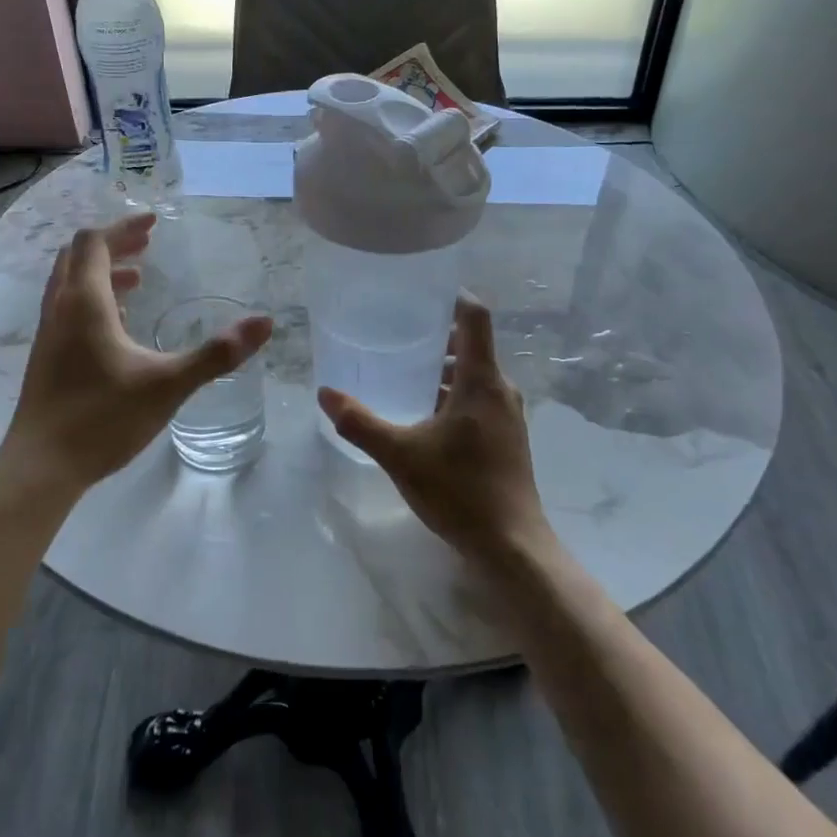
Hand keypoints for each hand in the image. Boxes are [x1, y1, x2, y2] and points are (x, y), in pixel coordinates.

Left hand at [0, 213, 272, 496]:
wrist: (41, 468)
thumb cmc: (103, 419)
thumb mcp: (168, 384)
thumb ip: (216, 354)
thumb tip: (264, 323)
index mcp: (84, 303)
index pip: (95, 243)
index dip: (124, 227)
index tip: (154, 223)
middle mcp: (60, 310)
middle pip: (78, 257)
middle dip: (114, 245)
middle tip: (148, 244)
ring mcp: (48, 335)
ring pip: (69, 284)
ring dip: (102, 272)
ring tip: (138, 279)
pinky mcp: (46, 358)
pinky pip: (67, 309)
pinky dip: (92, 299)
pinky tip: (118, 324)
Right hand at [317, 295, 551, 569]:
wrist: (511, 546)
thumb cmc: (459, 490)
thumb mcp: (400, 454)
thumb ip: (360, 422)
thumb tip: (325, 393)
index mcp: (481, 380)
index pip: (474, 317)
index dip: (452, 296)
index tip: (420, 291)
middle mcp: (500, 389)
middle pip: (471, 345)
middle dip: (435, 335)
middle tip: (395, 332)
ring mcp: (507, 415)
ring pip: (473, 375)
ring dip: (442, 368)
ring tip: (402, 370)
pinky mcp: (507, 437)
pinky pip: (478, 398)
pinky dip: (452, 393)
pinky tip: (422, 413)